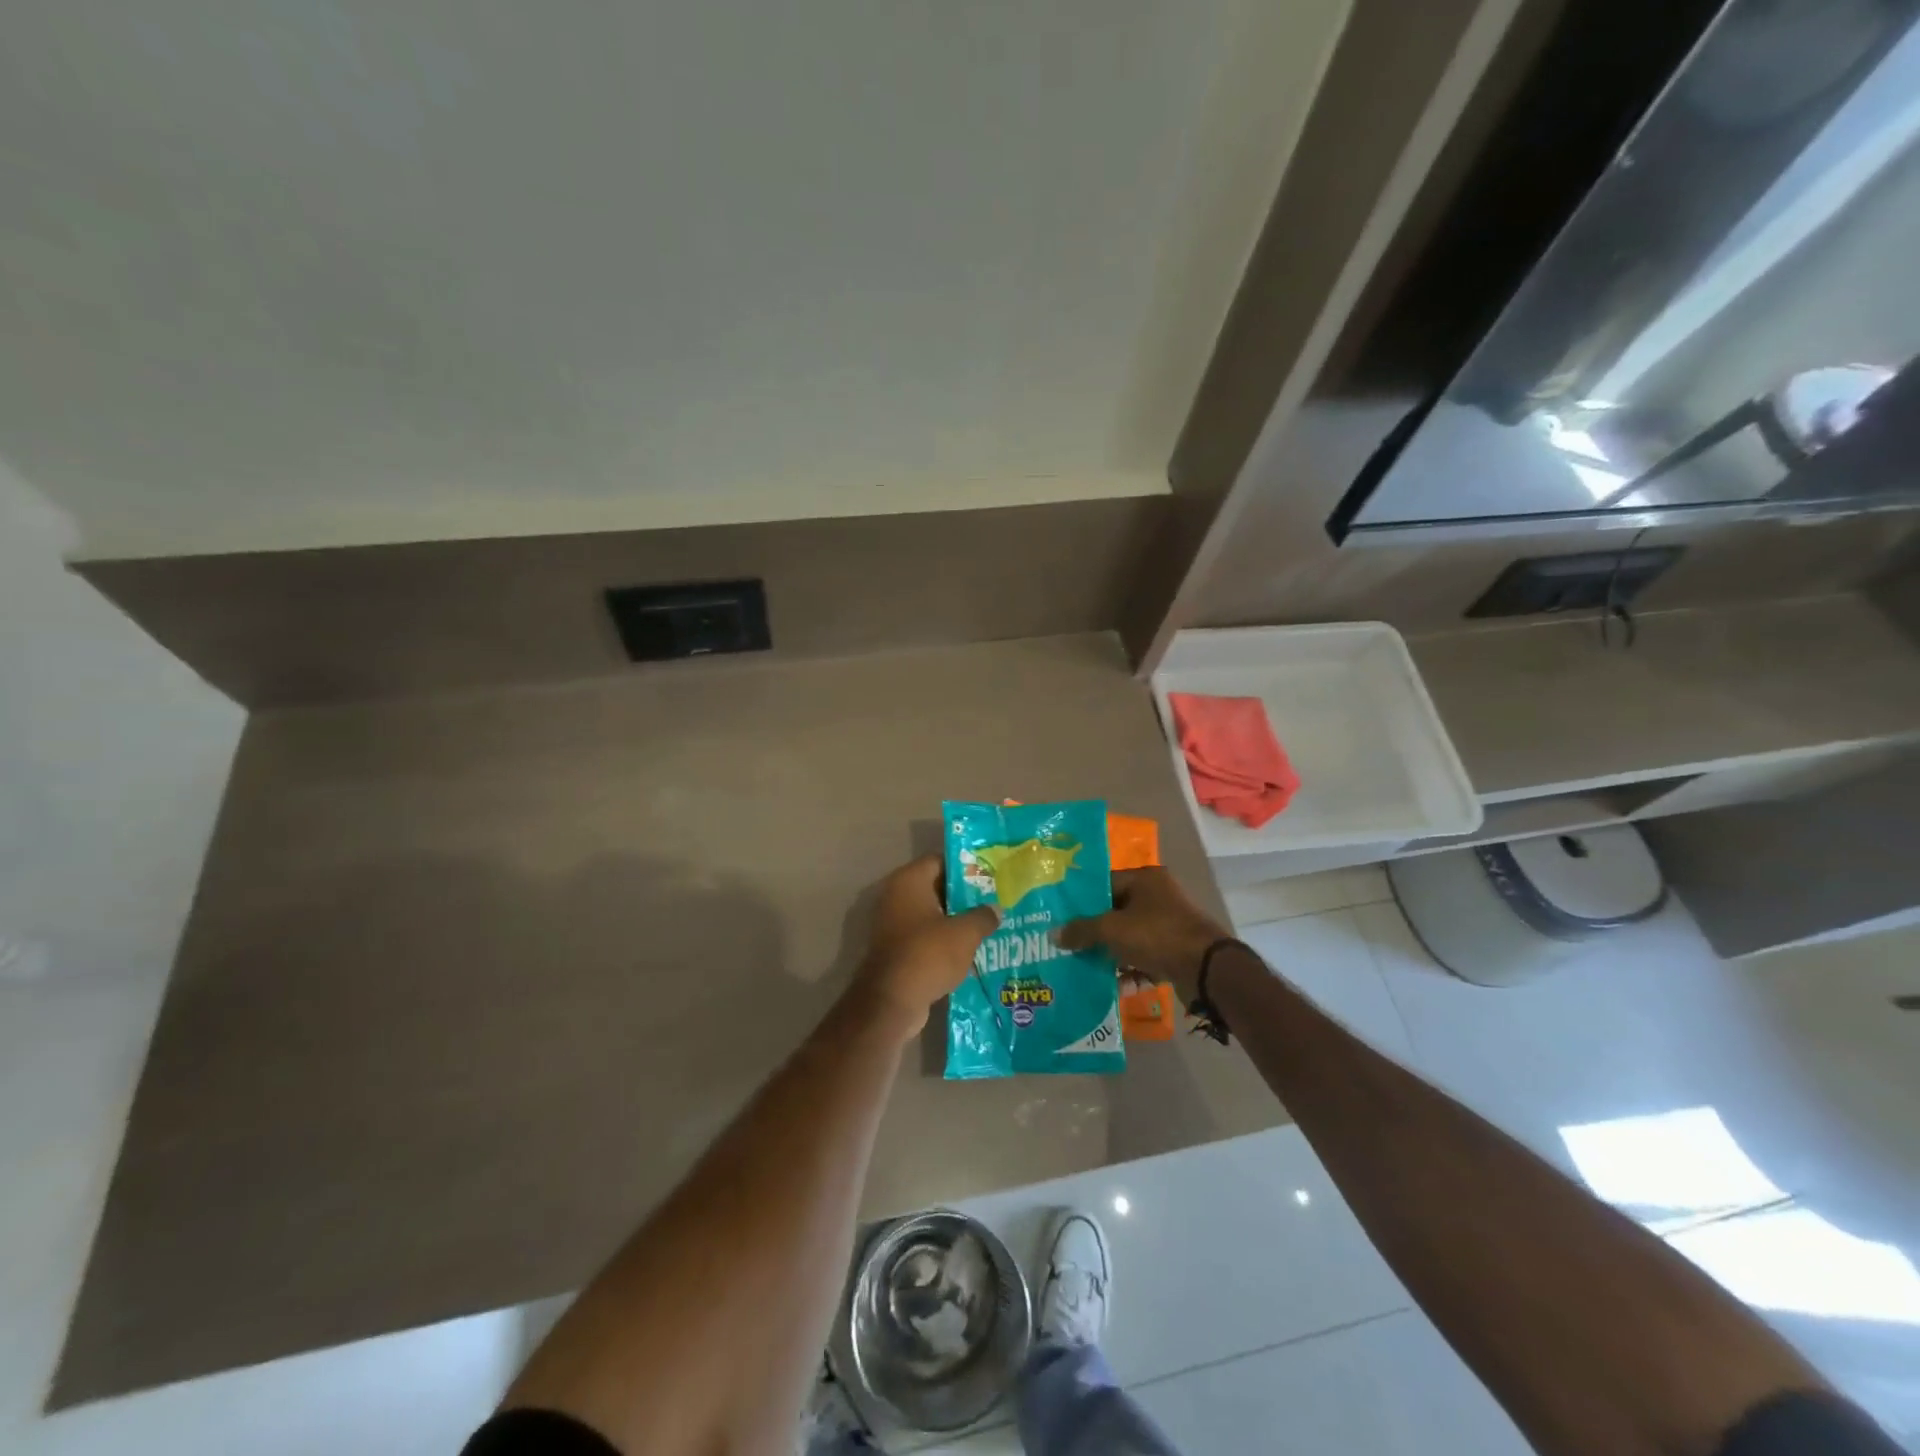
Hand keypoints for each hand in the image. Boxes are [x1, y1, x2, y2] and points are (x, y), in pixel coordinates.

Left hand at [851, 856, 999, 1038]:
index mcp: (909, 881)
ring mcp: (894, 924)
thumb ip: (983, 916)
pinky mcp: (897, 949)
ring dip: (957, 921)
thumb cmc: (928, 954)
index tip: (991, 876)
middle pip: (937, 888)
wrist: (892, 1001)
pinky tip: (972, 950)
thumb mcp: (965, 933)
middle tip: (995, 901)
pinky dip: (945, 941)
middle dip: (966, 897)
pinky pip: (926, 937)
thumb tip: (995, 909)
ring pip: (933, 915)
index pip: (941, 861)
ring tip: (990, 926)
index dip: (967, 867)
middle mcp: (897, 896)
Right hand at [1057, 868, 1227, 1002]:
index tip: (1060, 917)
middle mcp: (1157, 896)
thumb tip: (1054, 934)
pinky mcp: (1174, 950)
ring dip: (1109, 952)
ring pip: (1128, 937)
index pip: (1104, 884)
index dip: (1081, 901)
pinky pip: (1143, 957)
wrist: (1206, 969)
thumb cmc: (1157, 935)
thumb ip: (1082, 930)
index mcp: (1144, 879)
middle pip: (1115, 911)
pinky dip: (1129, 969)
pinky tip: (1112, 985)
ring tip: (1083, 966)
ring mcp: (1168, 924)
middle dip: (1092, 931)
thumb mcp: (1112, 929)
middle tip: (1066, 944)